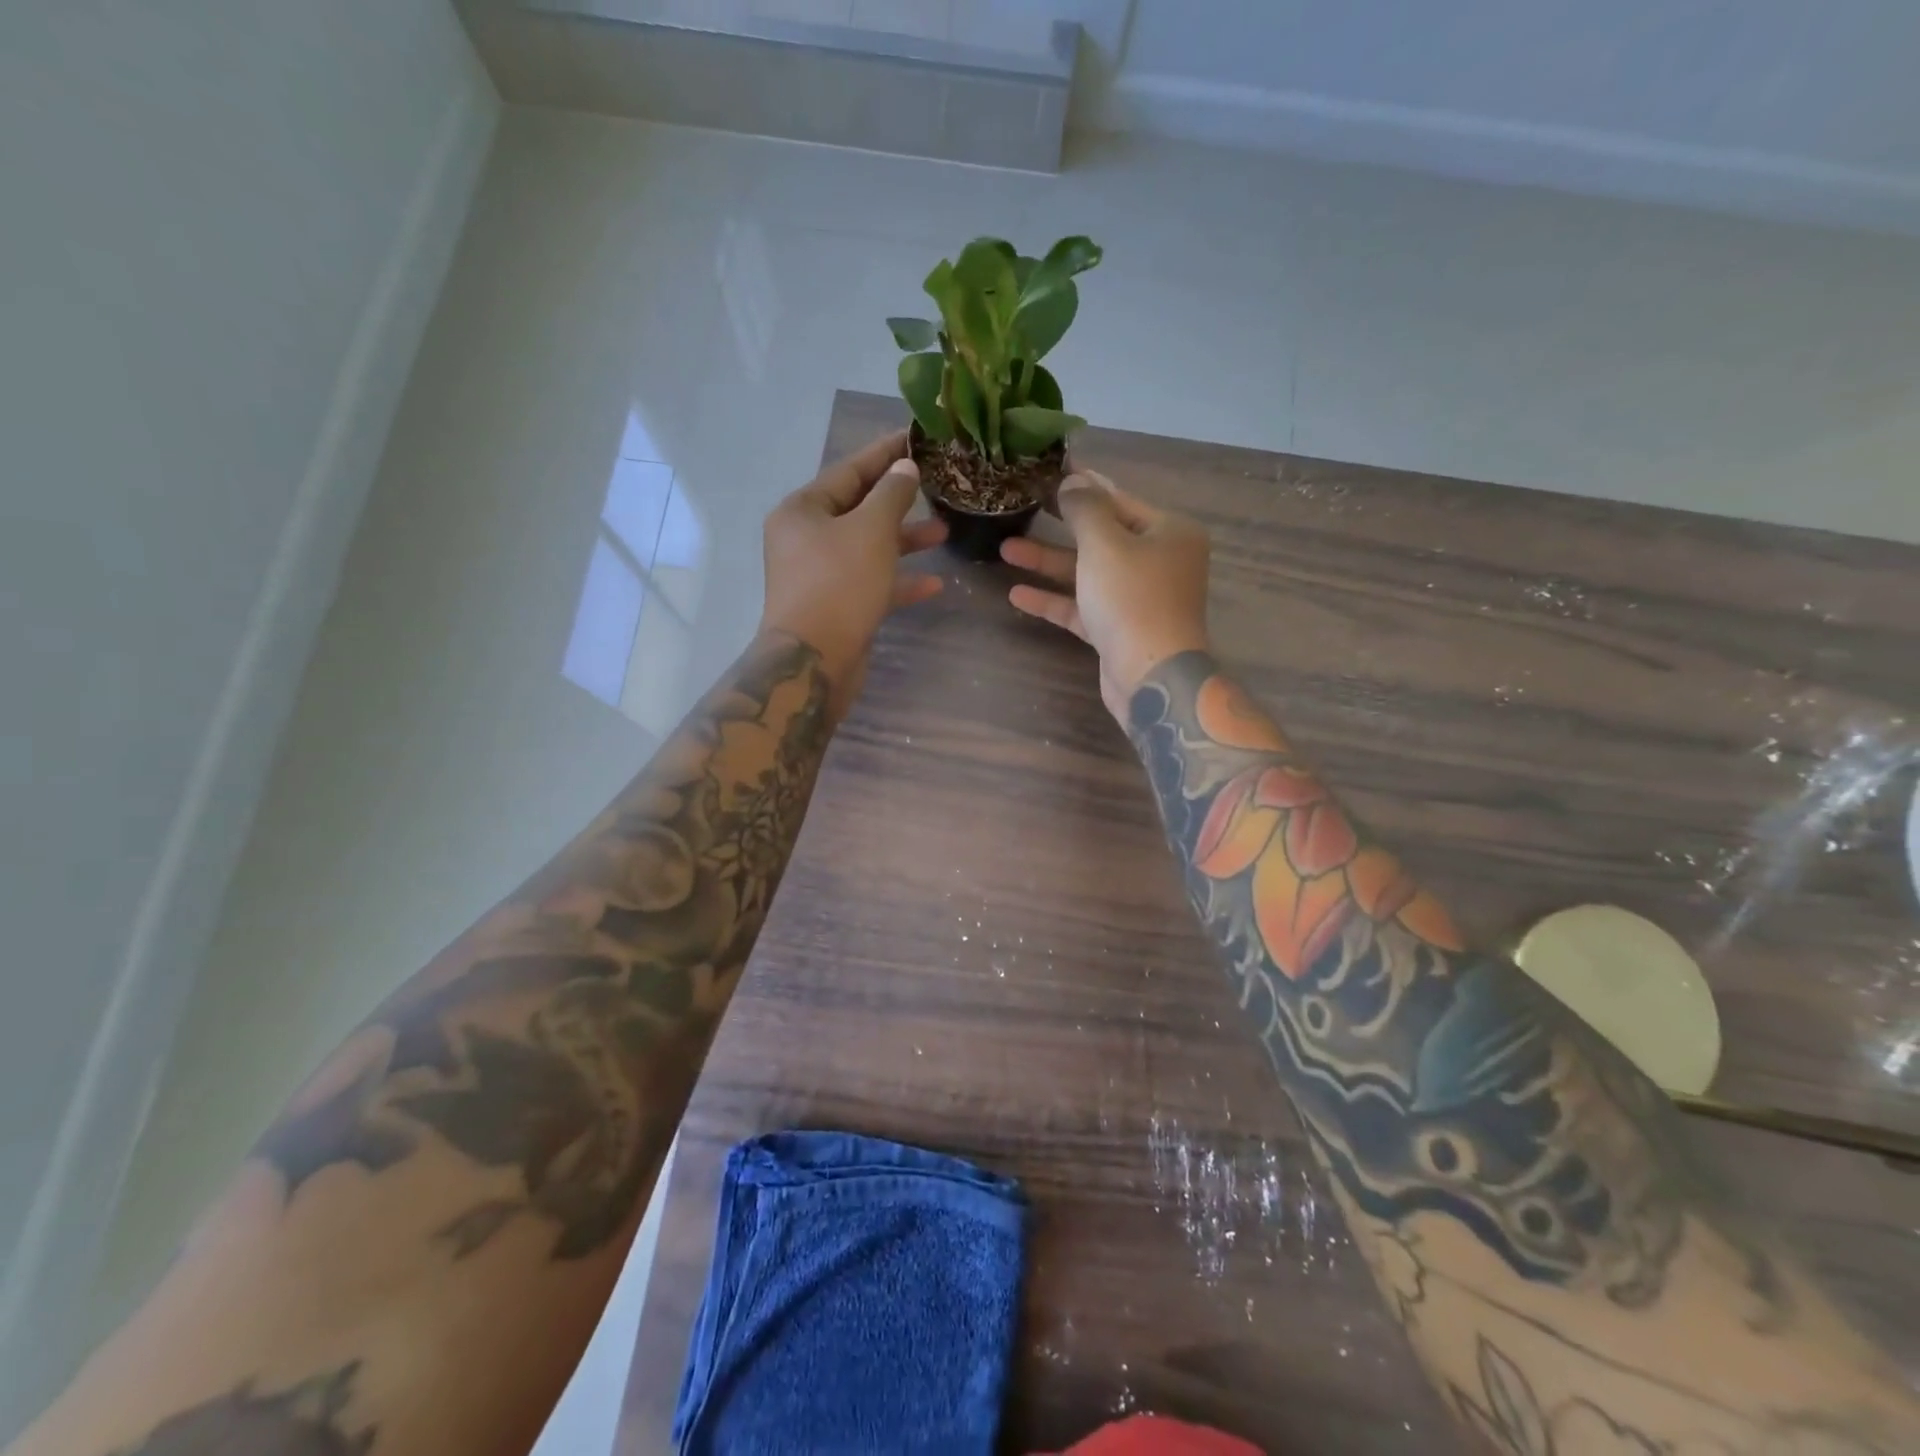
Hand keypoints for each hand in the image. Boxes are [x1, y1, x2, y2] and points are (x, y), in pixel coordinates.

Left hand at [760, 429, 946, 716]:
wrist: (813, 660)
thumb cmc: (839, 584)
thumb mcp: (871, 530)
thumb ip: (892, 494)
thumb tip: (904, 468)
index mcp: (803, 510)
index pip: (849, 471)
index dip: (884, 453)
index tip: (914, 437)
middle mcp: (806, 539)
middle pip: (859, 509)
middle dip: (899, 500)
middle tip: (936, 485)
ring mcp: (821, 575)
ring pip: (869, 548)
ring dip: (905, 540)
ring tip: (944, 532)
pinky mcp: (837, 606)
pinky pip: (872, 583)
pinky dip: (900, 581)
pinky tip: (935, 584)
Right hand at [1001, 470, 1211, 722]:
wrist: (1151, 676)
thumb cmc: (1132, 598)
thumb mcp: (1104, 543)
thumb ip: (1085, 508)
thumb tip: (1072, 480)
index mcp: (1168, 531)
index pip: (1119, 499)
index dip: (1083, 484)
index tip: (1051, 470)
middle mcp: (1158, 561)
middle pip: (1101, 535)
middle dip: (1060, 525)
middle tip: (1025, 504)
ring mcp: (1138, 597)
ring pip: (1088, 572)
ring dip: (1048, 562)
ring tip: (1005, 548)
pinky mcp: (1119, 629)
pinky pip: (1082, 606)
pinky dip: (1054, 599)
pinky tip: (1016, 594)